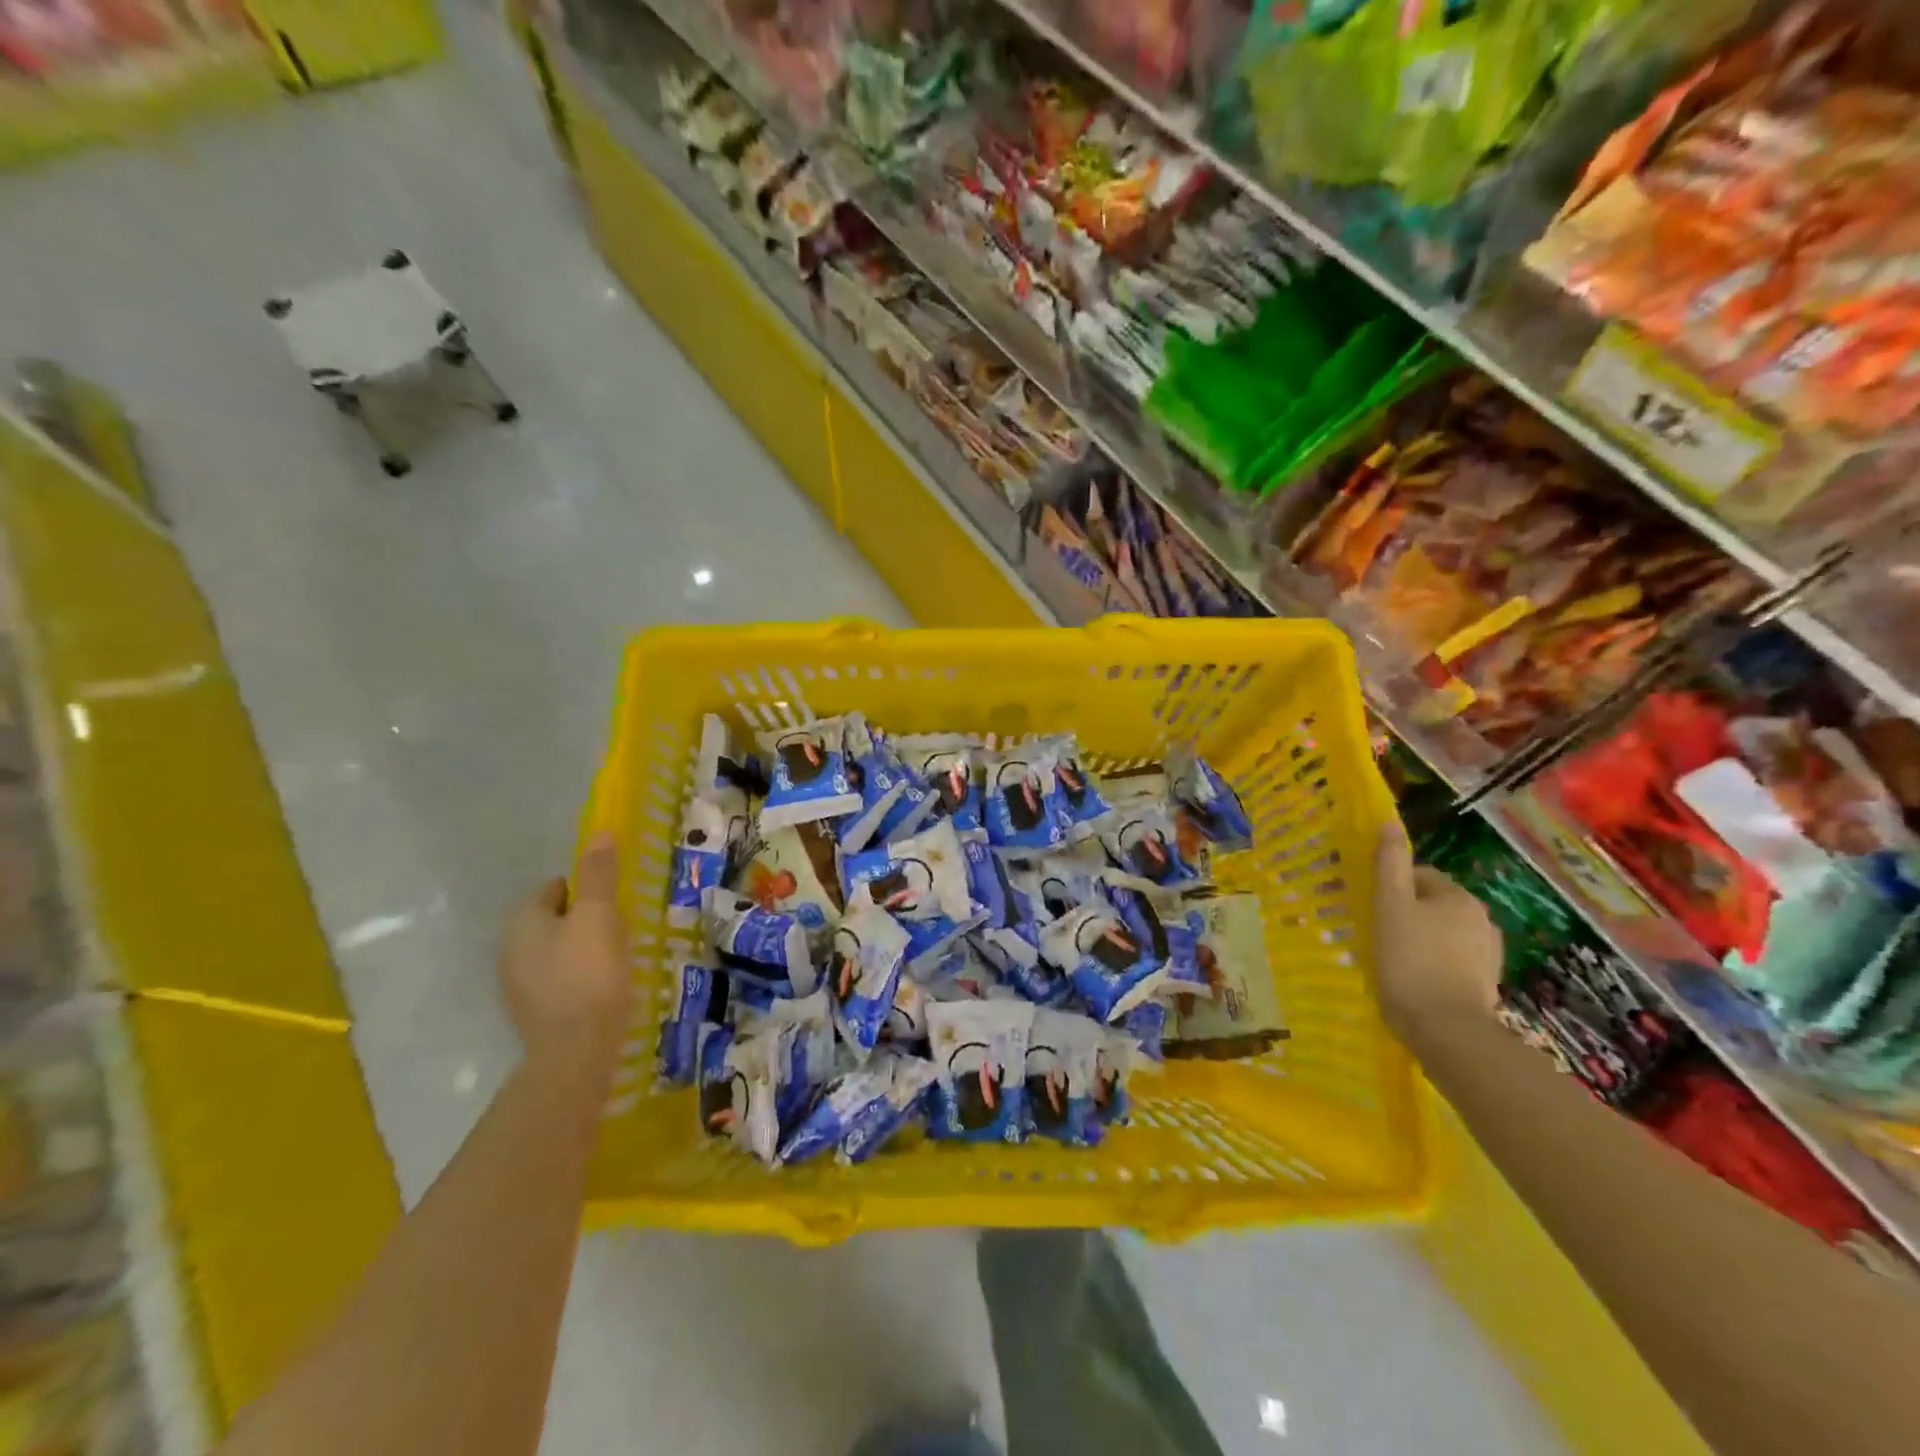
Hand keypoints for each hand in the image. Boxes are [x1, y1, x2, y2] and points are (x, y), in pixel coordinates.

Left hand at [500, 833, 630, 1082]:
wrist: (574, 1054)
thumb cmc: (588, 975)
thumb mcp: (599, 917)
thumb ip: (599, 875)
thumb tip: (599, 832)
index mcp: (521, 919)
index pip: (557, 886)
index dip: (591, 891)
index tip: (617, 906)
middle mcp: (509, 947)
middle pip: (558, 917)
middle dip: (589, 919)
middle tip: (622, 932)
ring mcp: (517, 982)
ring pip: (560, 948)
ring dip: (587, 948)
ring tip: (618, 960)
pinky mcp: (533, 1011)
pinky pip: (561, 977)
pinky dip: (582, 976)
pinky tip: (604, 988)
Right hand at [1372, 823, 1502, 1039]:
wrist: (1447, 1030)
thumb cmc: (1410, 960)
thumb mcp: (1390, 906)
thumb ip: (1389, 864)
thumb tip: (1388, 823)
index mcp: (1459, 897)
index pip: (1419, 876)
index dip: (1390, 888)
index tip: (1370, 908)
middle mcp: (1481, 920)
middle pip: (1432, 905)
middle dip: (1405, 914)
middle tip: (1376, 933)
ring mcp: (1487, 954)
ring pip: (1441, 934)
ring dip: (1419, 939)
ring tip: (1392, 959)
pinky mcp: (1485, 984)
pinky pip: (1451, 961)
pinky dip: (1432, 964)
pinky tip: (1414, 980)